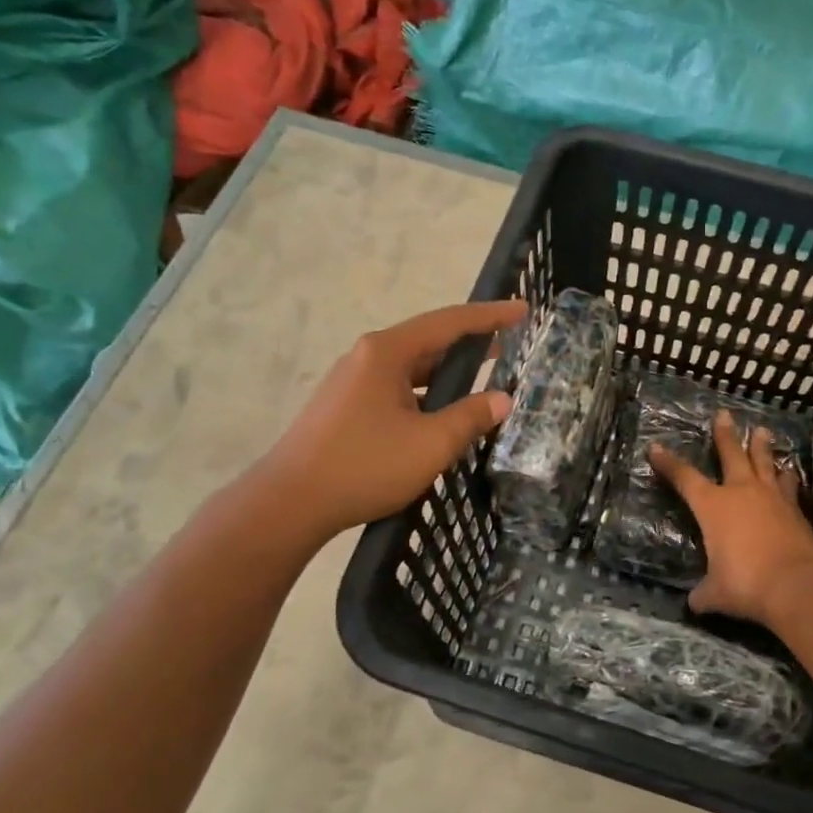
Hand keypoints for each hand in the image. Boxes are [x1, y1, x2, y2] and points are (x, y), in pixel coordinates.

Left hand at [258, 300, 525, 544]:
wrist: (290, 502)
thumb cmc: (364, 466)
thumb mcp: (431, 443)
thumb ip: (471, 417)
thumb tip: (502, 399)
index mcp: (387, 352)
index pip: (449, 322)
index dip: (490, 316)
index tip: (522, 310)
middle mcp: (367, 356)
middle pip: (428, 340)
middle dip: (469, 343)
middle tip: (508, 346)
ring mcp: (352, 382)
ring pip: (410, 367)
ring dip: (446, 372)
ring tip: (480, 380)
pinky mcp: (344, 407)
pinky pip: (395, 388)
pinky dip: (425, 392)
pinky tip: (439, 414)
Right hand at [649, 409, 812, 626]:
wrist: (796, 586)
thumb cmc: (745, 584)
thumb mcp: (714, 593)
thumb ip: (703, 593)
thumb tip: (696, 603)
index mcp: (713, 506)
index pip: (684, 478)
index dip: (668, 462)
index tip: (655, 447)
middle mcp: (741, 492)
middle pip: (731, 454)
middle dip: (725, 434)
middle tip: (724, 414)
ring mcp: (772, 498)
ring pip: (765, 463)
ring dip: (762, 447)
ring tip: (763, 431)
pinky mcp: (795, 511)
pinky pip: (788, 485)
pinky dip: (786, 477)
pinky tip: (789, 473)